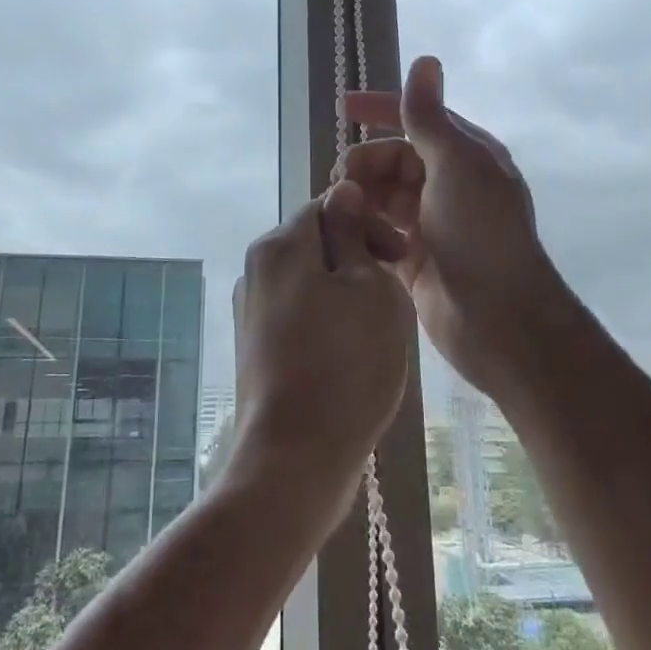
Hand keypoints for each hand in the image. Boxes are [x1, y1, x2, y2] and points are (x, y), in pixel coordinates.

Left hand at [228, 181, 414, 529]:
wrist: (295, 457)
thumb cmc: (346, 363)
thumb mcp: (368, 287)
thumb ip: (352, 233)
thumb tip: (343, 192)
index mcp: (279, 245)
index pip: (328, 205)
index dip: (370, 223)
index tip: (400, 257)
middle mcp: (255, 269)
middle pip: (315, 242)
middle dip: (358, 258)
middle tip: (393, 296)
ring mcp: (250, 310)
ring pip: (309, 281)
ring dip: (345, 292)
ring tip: (376, 329)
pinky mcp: (255, 347)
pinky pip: (298, 314)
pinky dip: (327, 321)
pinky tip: (349, 355)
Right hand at [344, 56, 569, 398]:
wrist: (499, 319)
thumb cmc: (481, 233)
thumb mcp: (456, 165)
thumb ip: (430, 117)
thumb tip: (425, 60)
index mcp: (466, 156)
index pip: (418, 119)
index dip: (381, 108)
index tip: (343, 107)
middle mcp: (449, 185)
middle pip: (393, 158)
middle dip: (365, 162)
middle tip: (341, 181)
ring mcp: (431, 223)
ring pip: (382, 195)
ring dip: (361, 196)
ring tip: (343, 210)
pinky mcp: (414, 258)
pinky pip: (379, 230)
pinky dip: (364, 228)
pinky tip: (350, 234)